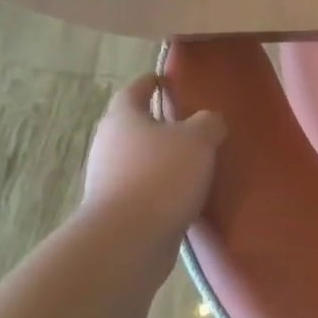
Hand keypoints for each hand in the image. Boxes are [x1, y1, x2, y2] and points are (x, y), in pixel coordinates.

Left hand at [80, 73, 226, 244]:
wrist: (129, 238)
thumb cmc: (162, 175)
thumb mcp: (198, 140)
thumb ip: (208, 123)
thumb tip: (209, 121)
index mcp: (124, 117)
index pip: (134, 90)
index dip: (150, 83)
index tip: (164, 79)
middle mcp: (108, 144)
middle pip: (131, 124)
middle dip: (155, 122)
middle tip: (186, 122)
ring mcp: (108, 178)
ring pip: (136, 157)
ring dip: (159, 156)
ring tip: (191, 160)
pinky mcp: (116, 208)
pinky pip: (142, 187)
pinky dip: (160, 185)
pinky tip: (183, 193)